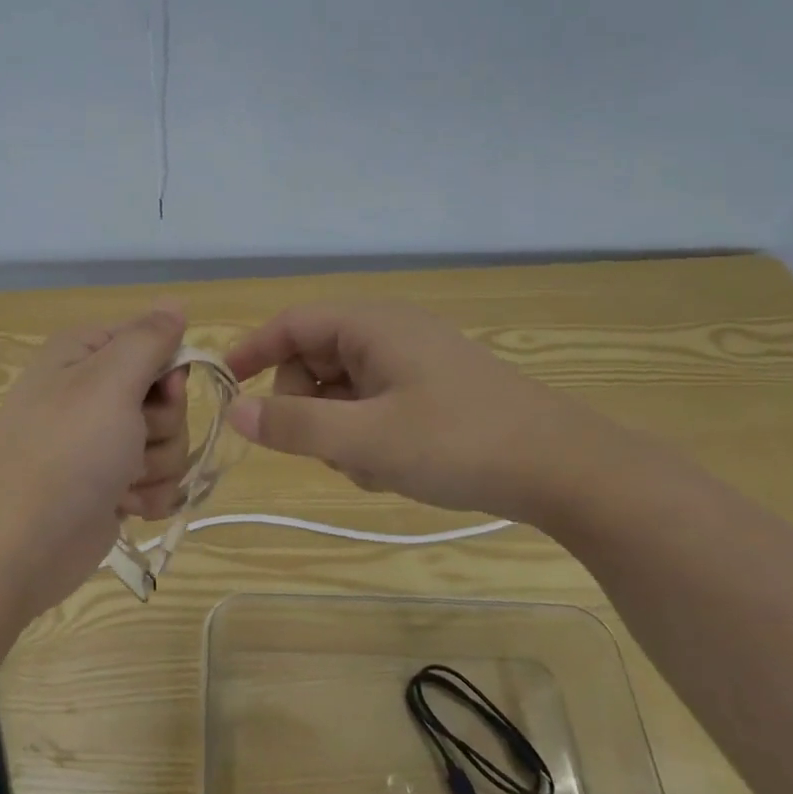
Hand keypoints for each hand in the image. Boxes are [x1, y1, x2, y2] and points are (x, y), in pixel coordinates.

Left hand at [0, 306, 188, 613]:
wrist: (23, 544)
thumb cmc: (67, 450)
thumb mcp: (110, 380)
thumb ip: (149, 338)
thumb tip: (175, 301)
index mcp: (85, 354)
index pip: (154, 340)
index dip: (168, 368)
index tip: (164, 390)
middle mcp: (93, 391)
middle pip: (168, 395)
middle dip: (162, 424)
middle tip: (132, 440)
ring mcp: (103, 440)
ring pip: (169, 439)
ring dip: (155, 464)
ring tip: (121, 480)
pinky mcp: (112, 482)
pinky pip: (158, 477)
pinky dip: (146, 493)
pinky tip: (122, 504)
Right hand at [224, 301, 620, 524]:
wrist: (567, 470)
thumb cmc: (459, 443)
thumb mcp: (367, 440)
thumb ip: (295, 425)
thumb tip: (236, 412)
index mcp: (372, 325)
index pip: (292, 323)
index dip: (253, 350)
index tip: (225, 385)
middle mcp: (390, 333)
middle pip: (316, 359)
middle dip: (307, 406)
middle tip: (324, 449)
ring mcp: (415, 362)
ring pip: (344, 389)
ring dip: (340, 429)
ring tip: (372, 467)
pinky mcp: (433, 390)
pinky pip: (375, 404)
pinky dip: (369, 435)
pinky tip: (395, 469)